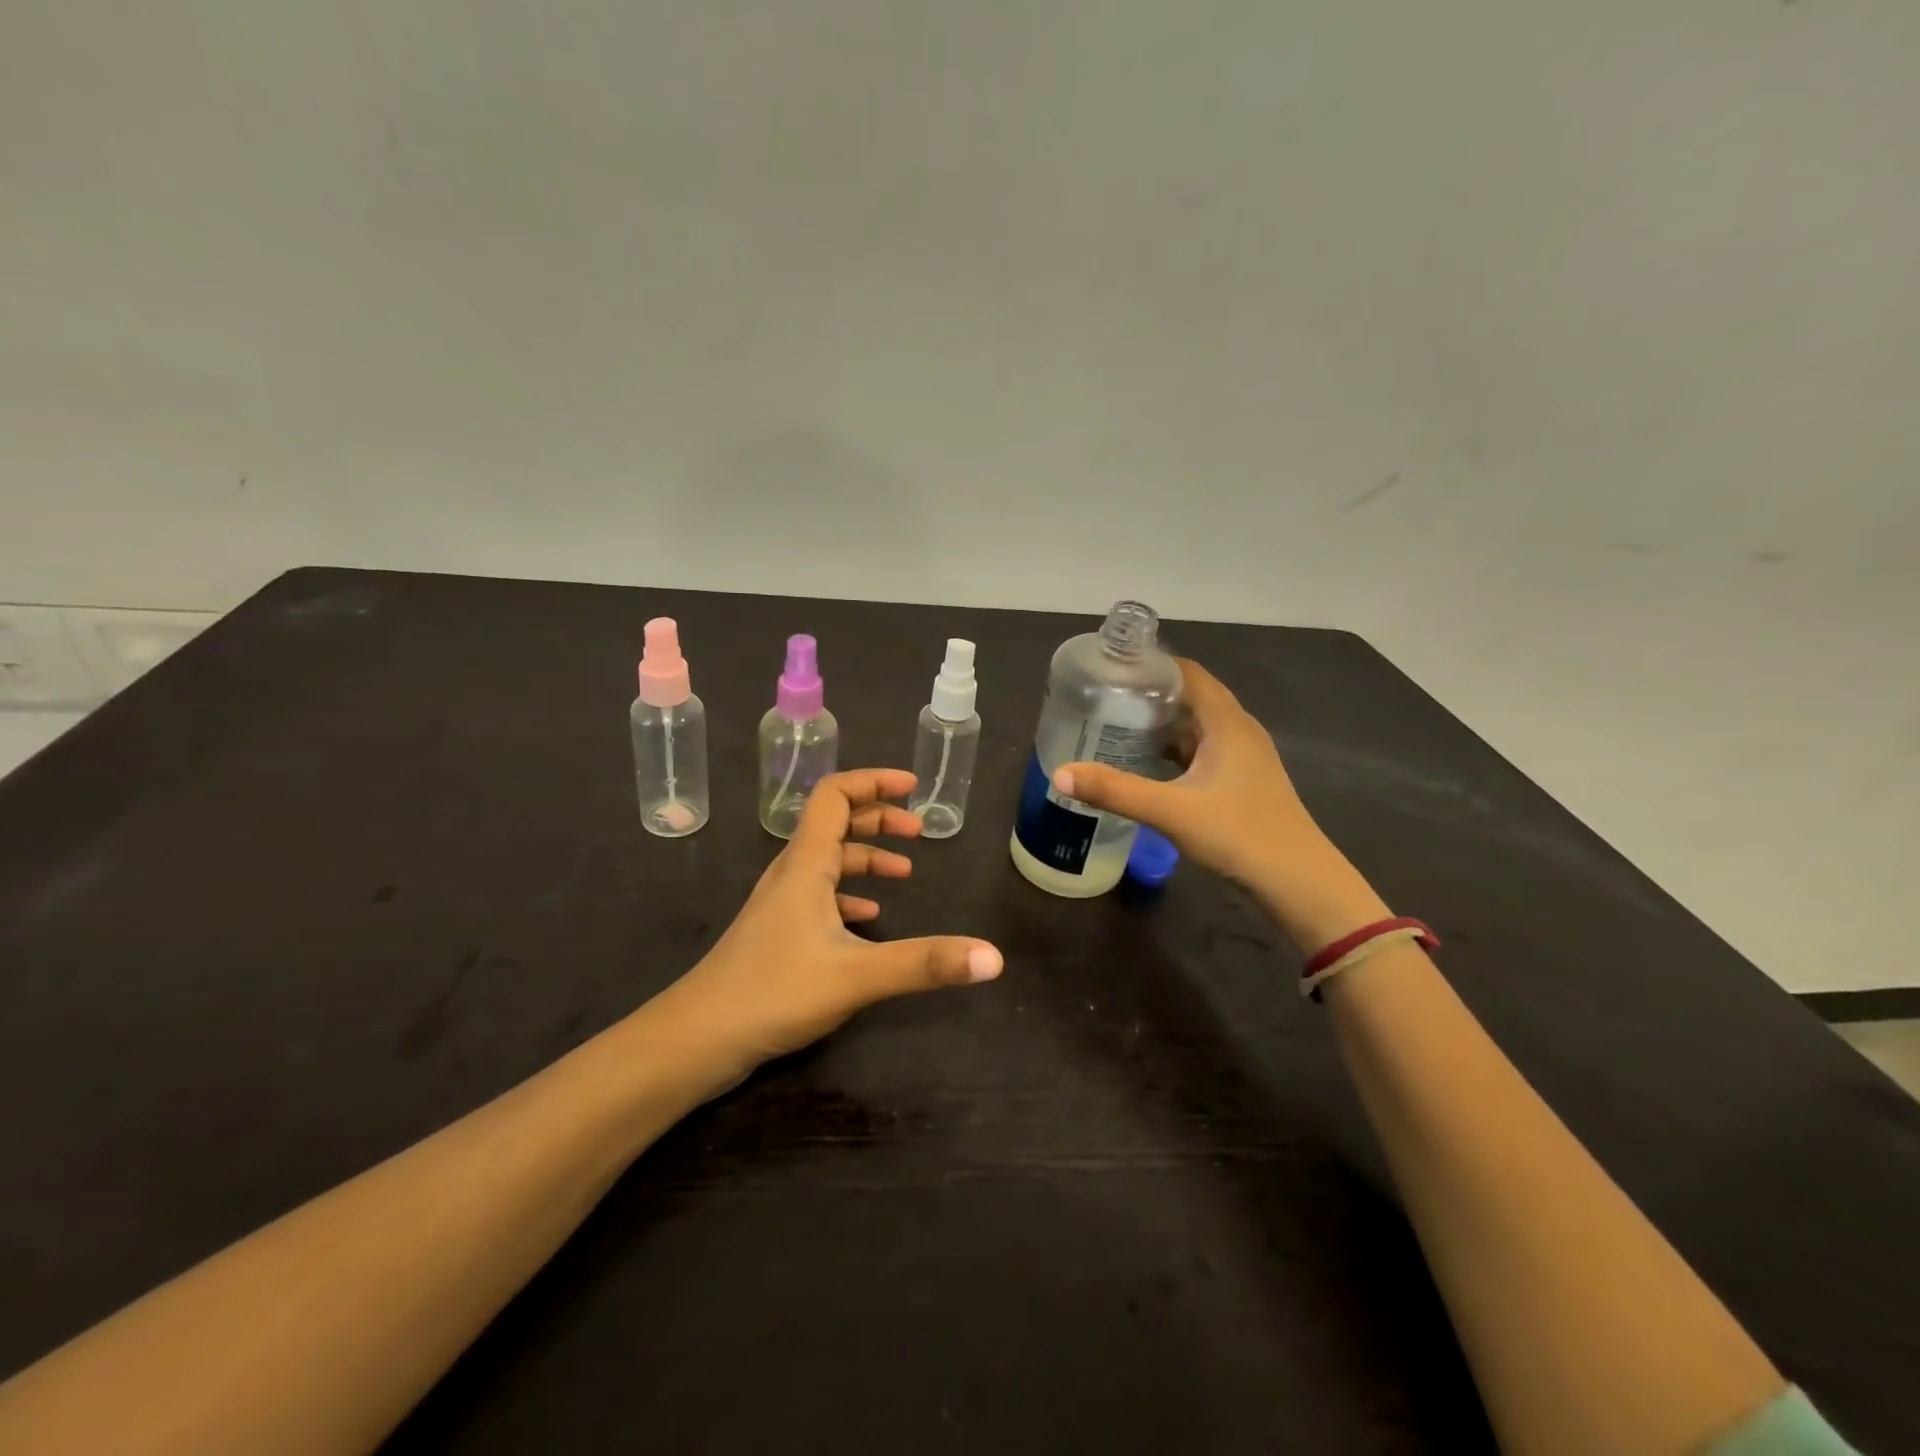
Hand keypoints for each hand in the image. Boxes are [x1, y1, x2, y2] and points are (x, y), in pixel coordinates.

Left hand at [669, 769, 1003, 1075]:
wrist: (696, 1039)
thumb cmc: (773, 991)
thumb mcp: (858, 975)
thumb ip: (925, 963)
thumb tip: (994, 957)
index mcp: (806, 864)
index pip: (835, 795)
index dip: (873, 782)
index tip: (912, 787)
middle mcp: (791, 873)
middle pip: (834, 824)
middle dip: (878, 819)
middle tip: (918, 832)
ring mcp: (780, 904)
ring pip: (827, 862)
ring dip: (865, 858)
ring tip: (903, 873)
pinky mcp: (777, 933)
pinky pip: (818, 897)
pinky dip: (848, 895)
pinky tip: (868, 920)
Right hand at [1054, 660, 1386, 951]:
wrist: (1298, 883)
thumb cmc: (1239, 835)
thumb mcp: (1170, 810)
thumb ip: (1114, 790)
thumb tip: (1061, 773)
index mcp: (1227, 723)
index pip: (1188, 673)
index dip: (1152, 665)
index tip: (1111, 668)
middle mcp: (1238, 731)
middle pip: (1191, 697)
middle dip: (1149, 694)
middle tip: (1103, 697)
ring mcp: (1244, 758)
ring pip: (1196, 726)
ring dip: (1161, 723)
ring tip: (1117, 724)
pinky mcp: (1242, 782)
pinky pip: (1202, 751)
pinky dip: (1174, 750)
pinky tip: (1147, 764)